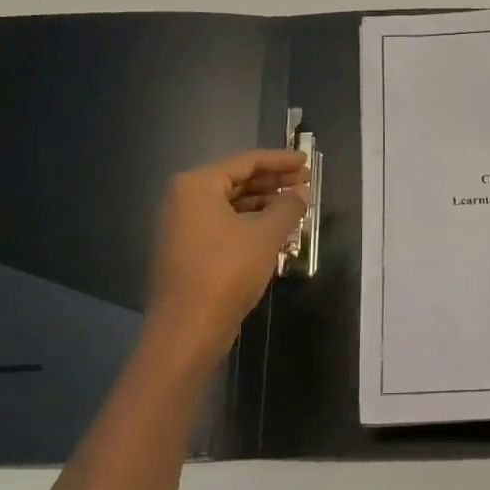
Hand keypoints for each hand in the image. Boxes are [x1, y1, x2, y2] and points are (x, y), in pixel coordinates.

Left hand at [144, 149, 308, 359]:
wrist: (187, 328)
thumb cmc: (226, 272)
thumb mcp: (265, 235)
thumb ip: (287, 207)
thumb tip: (300, 192)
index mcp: (197, 185)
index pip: (246, 162)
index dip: (280, 161)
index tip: (306, 161)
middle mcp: (184, 199)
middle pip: (236, 180)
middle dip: (272, 182)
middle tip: (305, 182)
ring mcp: (182, 226)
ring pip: (230, 204)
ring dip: (263, 203)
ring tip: (295, 205)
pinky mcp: (187, 250)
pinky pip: (223, 224)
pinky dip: (249, 222)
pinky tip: (274, 230)